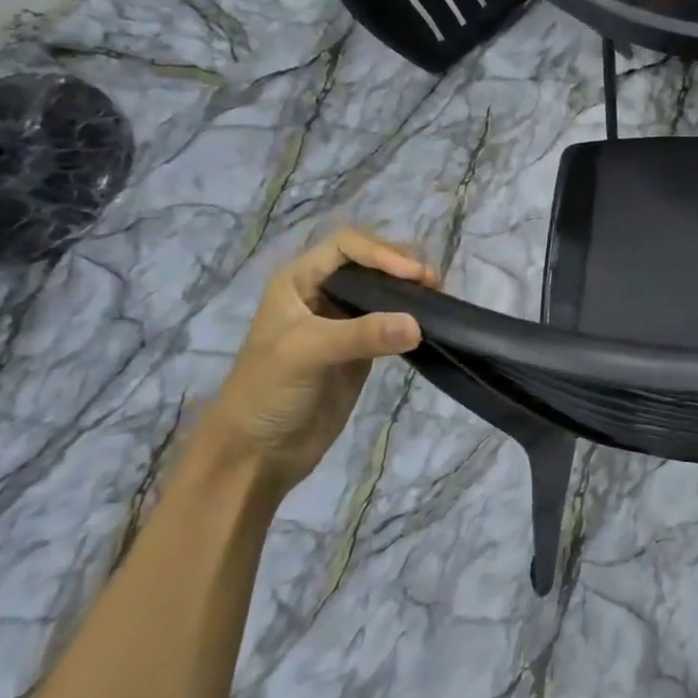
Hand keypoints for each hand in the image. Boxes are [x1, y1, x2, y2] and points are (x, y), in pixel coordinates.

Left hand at [197, 229, 435, 488]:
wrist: (259, 451)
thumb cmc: (268, 391)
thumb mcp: (307, 353)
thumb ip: (362, 335)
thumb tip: (419, 324)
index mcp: (298, 281)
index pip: (347, 246)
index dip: (382, 253)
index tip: (414, 275)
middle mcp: (322, 293)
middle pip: (371, 263)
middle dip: (402, 267)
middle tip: (433, 286)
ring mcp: (344, 322)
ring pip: (384, 291)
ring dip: (411, 291)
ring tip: (438, 300)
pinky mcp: (362, 350)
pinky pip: (392, 323)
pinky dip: (412, 319)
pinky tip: (429, 324)